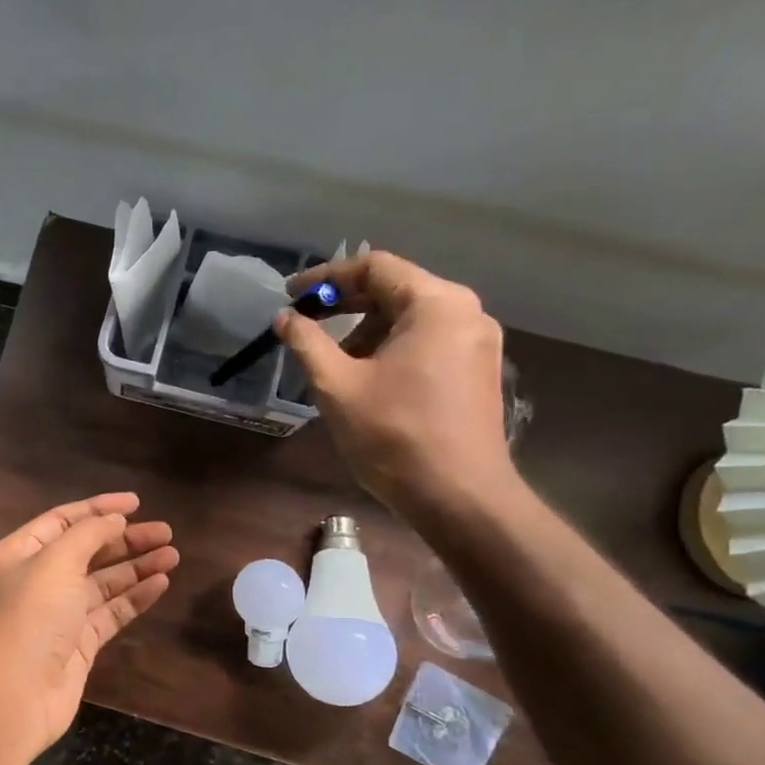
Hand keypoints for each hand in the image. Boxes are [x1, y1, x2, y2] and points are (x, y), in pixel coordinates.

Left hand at [0, 492, 178, 755]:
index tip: (136, 503)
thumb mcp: (57, 561)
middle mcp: (37, 580)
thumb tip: (115, 520)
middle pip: (87, 550)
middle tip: (165, 532)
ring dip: (136, 567)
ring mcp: (59, 614)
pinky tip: (161, 583)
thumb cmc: (32, 614)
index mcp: (19, 553)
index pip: (63, 520)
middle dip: (125, 539)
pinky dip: (135, 597)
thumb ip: (89, 533)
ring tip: (172, 554)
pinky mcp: (78, 643)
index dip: (99, 509)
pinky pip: (110, 612)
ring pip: (103, 582)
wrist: (17, 692)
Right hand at [276, 252, 518, 518]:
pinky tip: (368, 380)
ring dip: (367, 333)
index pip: (374, 267)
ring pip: (411, 320)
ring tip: (334, 365)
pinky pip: (428, 343)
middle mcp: (465, 312)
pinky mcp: (478, 372)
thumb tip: (285, 318)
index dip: (325, 278)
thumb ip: (307, 343)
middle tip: (306, 327)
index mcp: (436, 304)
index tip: (290, 295)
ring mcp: (478, 343)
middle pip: (396, 290)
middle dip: (346, 307)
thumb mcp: (337, 386)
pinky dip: (392, 350)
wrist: (459, 497)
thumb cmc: (394, 435)